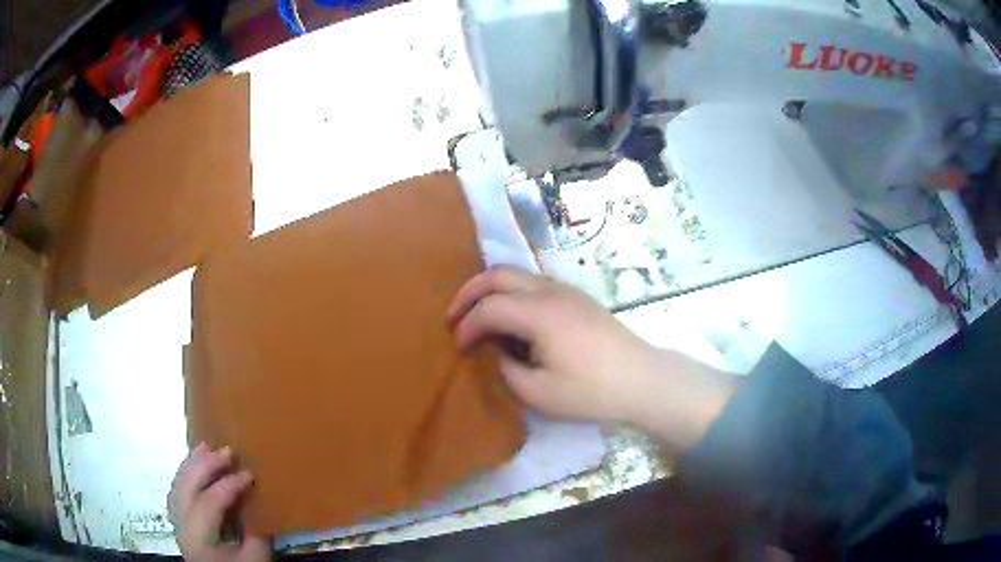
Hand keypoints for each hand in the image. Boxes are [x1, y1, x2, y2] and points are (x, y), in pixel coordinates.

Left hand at [168, 444, 270, 561]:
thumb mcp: (255, 559)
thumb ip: (255, 534)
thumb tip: (256, 505)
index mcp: (198, 536)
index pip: (210, 501)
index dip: (230, 484)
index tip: (250, 473)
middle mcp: (181, 523)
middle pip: (188, 486)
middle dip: (206, 464)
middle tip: (228, 450)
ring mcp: (176, 520)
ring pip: (179, 484)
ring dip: (193, 463)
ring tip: (207, 447)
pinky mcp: (178, 519)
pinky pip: (177, 489)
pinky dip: (185, 473)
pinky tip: (194, 464)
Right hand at [447, 266, 663, 421]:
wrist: (641, 380)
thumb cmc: (591, 390)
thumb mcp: (539, 392)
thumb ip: (507, 369)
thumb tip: (496, 353)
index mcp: (539, 313)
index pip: (489, 308)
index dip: (467, 326)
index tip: (459, 348)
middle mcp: (550, 291)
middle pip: (498, 273)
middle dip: (469, 292)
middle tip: (454, 316)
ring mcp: (566, 290)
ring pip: (517, 274)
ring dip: (491, 290)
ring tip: (478, 316)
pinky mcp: (577, 297)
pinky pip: (533, 283)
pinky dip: (512, 293)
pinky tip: (511, 319)